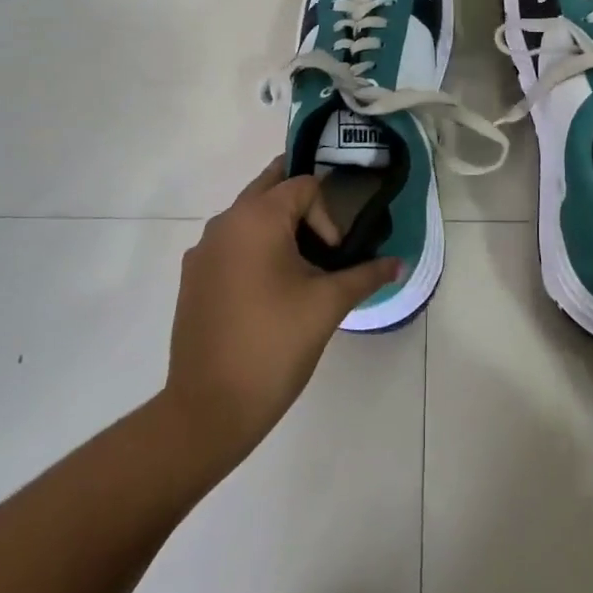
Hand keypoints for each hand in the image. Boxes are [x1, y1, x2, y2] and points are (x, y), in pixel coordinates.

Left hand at [162, 161, 399, 463]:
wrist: (209, 407)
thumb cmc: (275, 344)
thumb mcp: (328, 305)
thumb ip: (366, 275)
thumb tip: (399, 264)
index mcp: (257, 218)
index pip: (303, 186)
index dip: (328, 214)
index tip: (335, 257)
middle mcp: (225, 222)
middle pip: (269, 187)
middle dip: (301, 203)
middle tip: (325, 236)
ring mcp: (203, 249)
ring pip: (247, 216)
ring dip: (276, 226)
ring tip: (300, 267)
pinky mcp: (193, 276)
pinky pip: (229, 244)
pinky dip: (253, 249)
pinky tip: (267, 292)